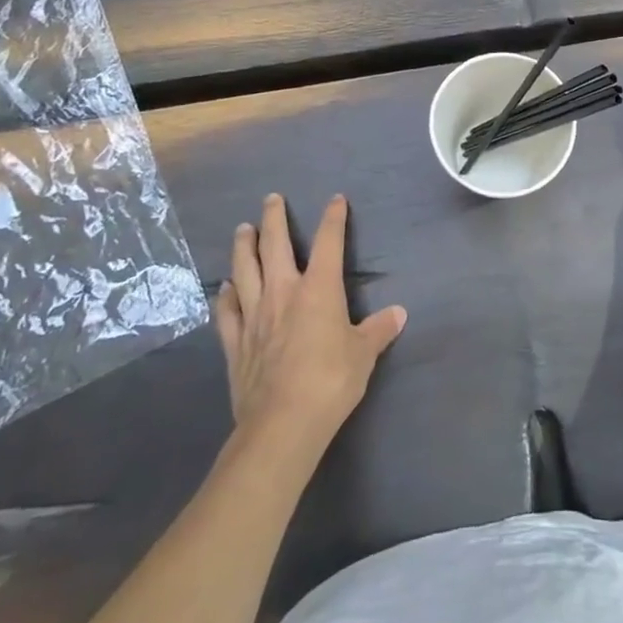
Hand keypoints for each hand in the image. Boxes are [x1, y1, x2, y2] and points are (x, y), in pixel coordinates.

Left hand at [215, 194, 407, 452]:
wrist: (282, 424)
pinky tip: (224, 286)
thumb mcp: (364, 354)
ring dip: (244, 246)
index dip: (333, 218)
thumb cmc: (330, 381)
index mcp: (319, 289)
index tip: (336, 200)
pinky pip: (228, 311)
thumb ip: (379, 330)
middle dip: (274, 218)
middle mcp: (283, 292)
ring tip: (243, 229)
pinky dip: (226, 295)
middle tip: (271, 198)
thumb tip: (398, 314)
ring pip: (245, 270)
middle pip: (275, 245)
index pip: (329, 242)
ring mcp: (254, 315)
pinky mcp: (236, 343)